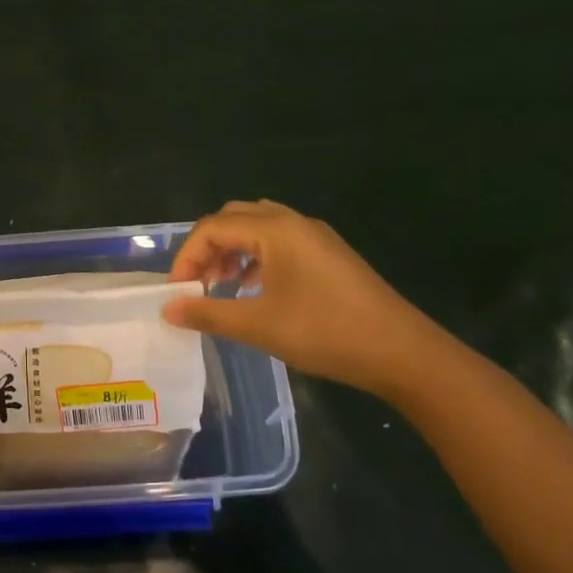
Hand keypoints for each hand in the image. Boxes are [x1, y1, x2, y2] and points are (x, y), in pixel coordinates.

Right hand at [165, 200, 453, 401]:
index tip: (178, 292)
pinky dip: (255, 259)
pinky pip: (279, 243)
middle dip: (208, 249)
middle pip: (233, 219)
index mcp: (275, 230)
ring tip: (221, 287)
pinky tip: (254, 291)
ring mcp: (315, 237)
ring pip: (257, 229)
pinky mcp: (328, 255)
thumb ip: (209, 312)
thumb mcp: (259, 325)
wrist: (403, 353)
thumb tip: (169, 308)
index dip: (187, 257)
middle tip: (198, 284)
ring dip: (231, 253)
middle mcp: (293, 222)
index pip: (212, 228)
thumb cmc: (326, 332)